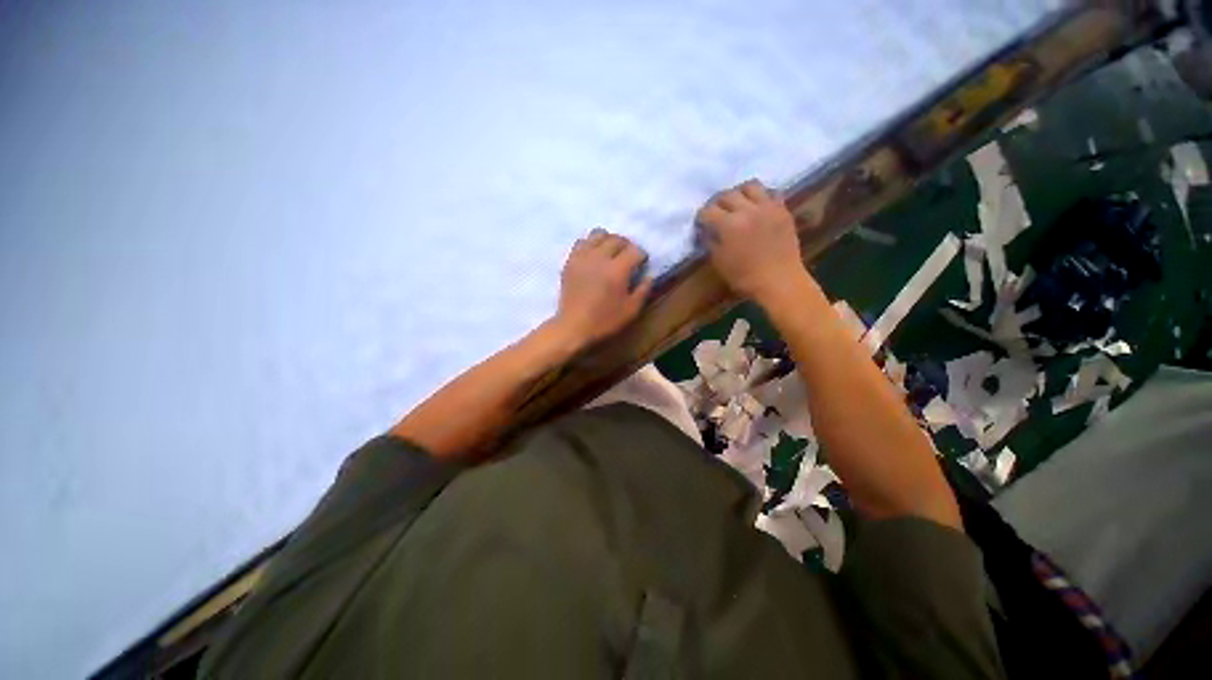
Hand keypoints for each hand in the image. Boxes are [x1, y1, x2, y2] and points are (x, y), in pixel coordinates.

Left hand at [552, 228, 652, 350]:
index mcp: (618, 270)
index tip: (641, 263)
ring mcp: (583, 257)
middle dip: (626, 245)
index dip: (641, 256)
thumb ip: (643, 290)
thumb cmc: (605, 321)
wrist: (573, 326)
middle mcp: (600, 257)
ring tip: (610, 252)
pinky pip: (581, 241)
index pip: (634, 250)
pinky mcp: (570, 260)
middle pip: (617, 239)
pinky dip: (590, 244)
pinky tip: (593, 255)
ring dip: (608, 240)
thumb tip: (650, 275)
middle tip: (628, 257)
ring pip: (598, 234)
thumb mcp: (631, 310)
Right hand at [696, 179, 806, 301]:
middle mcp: (747, 210)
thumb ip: (710, 242)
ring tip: (742, 203)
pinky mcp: (782, 210)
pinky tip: (760, 207)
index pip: (708, 210)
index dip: (703, 217)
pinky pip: (772, 193)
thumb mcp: (721, 263)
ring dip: (742, 193)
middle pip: (727, 195)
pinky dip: (764, 197)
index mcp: (729, 225)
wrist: (782, 282)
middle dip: (719, 203)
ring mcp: (767, 208)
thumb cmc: (748, 278)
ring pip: (750, 186)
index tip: (704, 224)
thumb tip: (706, 230)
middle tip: (720, 213)